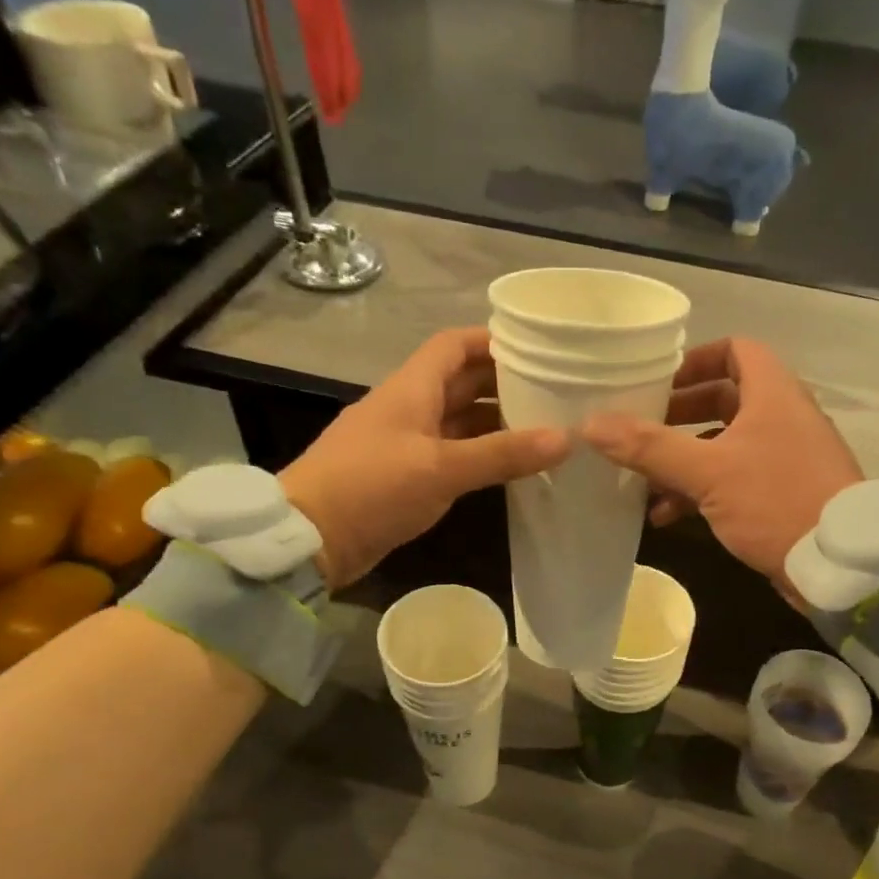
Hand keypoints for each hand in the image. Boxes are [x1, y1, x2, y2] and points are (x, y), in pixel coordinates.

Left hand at [280, 327, 568, 588]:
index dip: (493, 341)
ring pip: (459, 420)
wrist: (312, 537)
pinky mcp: (406, 476)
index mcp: (412, 388)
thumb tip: (566, 438)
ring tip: (544, 429)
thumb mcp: (442, 468)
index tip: (538, 349)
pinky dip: (480, 455)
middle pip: (462, 382)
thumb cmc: (373, 488)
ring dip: (496, 422)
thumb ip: (502, 454)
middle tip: (555, 393)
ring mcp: (407, 443)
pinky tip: (510, 466)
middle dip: (504, 383)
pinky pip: (451, 453)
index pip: (455, 345)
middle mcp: (410, 407)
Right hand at [582, 338, 861, 593]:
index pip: (736, 351)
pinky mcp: (781, 494)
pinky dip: (701, 491)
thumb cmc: (776, 500)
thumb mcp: (708, 472)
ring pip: (724, 445)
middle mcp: (781, 417)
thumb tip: (591, 424)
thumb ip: (649, 448)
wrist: (838, 564)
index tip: (658, 382)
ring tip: (643, 482)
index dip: (695, 360)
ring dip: (683, 460)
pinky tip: (668, 516)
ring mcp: (783, 458)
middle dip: (678, 416)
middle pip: (724, 400)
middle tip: (640, 429)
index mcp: (773, 393)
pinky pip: (733, 480)